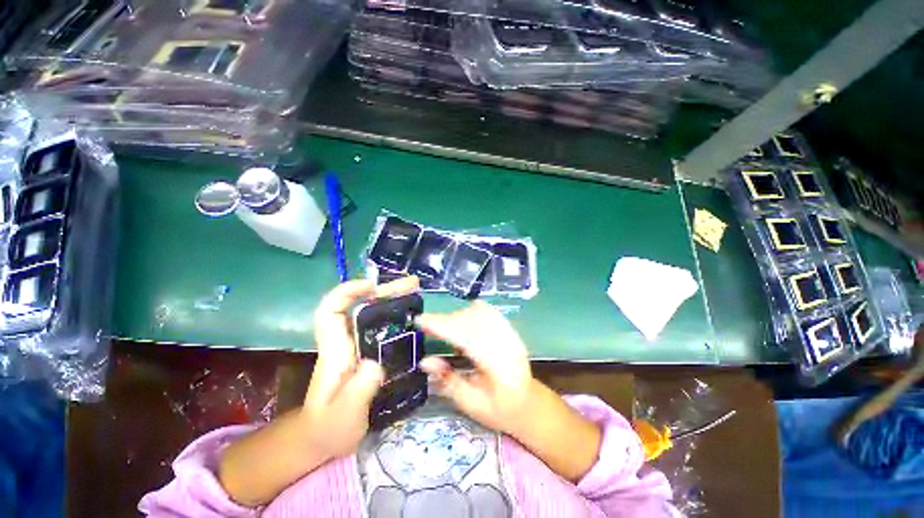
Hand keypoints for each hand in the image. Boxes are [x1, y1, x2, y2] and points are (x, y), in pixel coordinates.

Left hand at [218, 277, 419, 505]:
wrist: (323, 439)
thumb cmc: (328, 428)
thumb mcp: (344, 416)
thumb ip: (359, 391)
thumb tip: (377, 363)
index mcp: (335, 351)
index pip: (330, 311)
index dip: (347, 292)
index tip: (372, 285)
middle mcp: (346, 342)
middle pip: (359, 306)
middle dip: (383, 291)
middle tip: (411, 284)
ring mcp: (357, 347)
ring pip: (371, 313)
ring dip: (392, 299)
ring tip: (415, 291)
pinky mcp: (367, 353)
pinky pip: (380, 326)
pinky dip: (396, 315)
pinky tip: (412, 314)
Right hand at [419, 302, 601, 481]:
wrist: (530, 405)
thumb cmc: (501, 411)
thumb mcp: (471, 404)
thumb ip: (448, 381)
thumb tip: (425, 361)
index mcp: (498, 367)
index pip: (467, 337)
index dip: (442, 326)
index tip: (421, 320)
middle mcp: (507, 344)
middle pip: (472, 321)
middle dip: (446, 320)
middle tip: (429, 327)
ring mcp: (512, 334)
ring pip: (480, 312)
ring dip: (458, 316)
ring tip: (445, 327)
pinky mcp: (512, 329)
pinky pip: (489, 311)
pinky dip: (472, 312)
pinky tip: (463, 321)